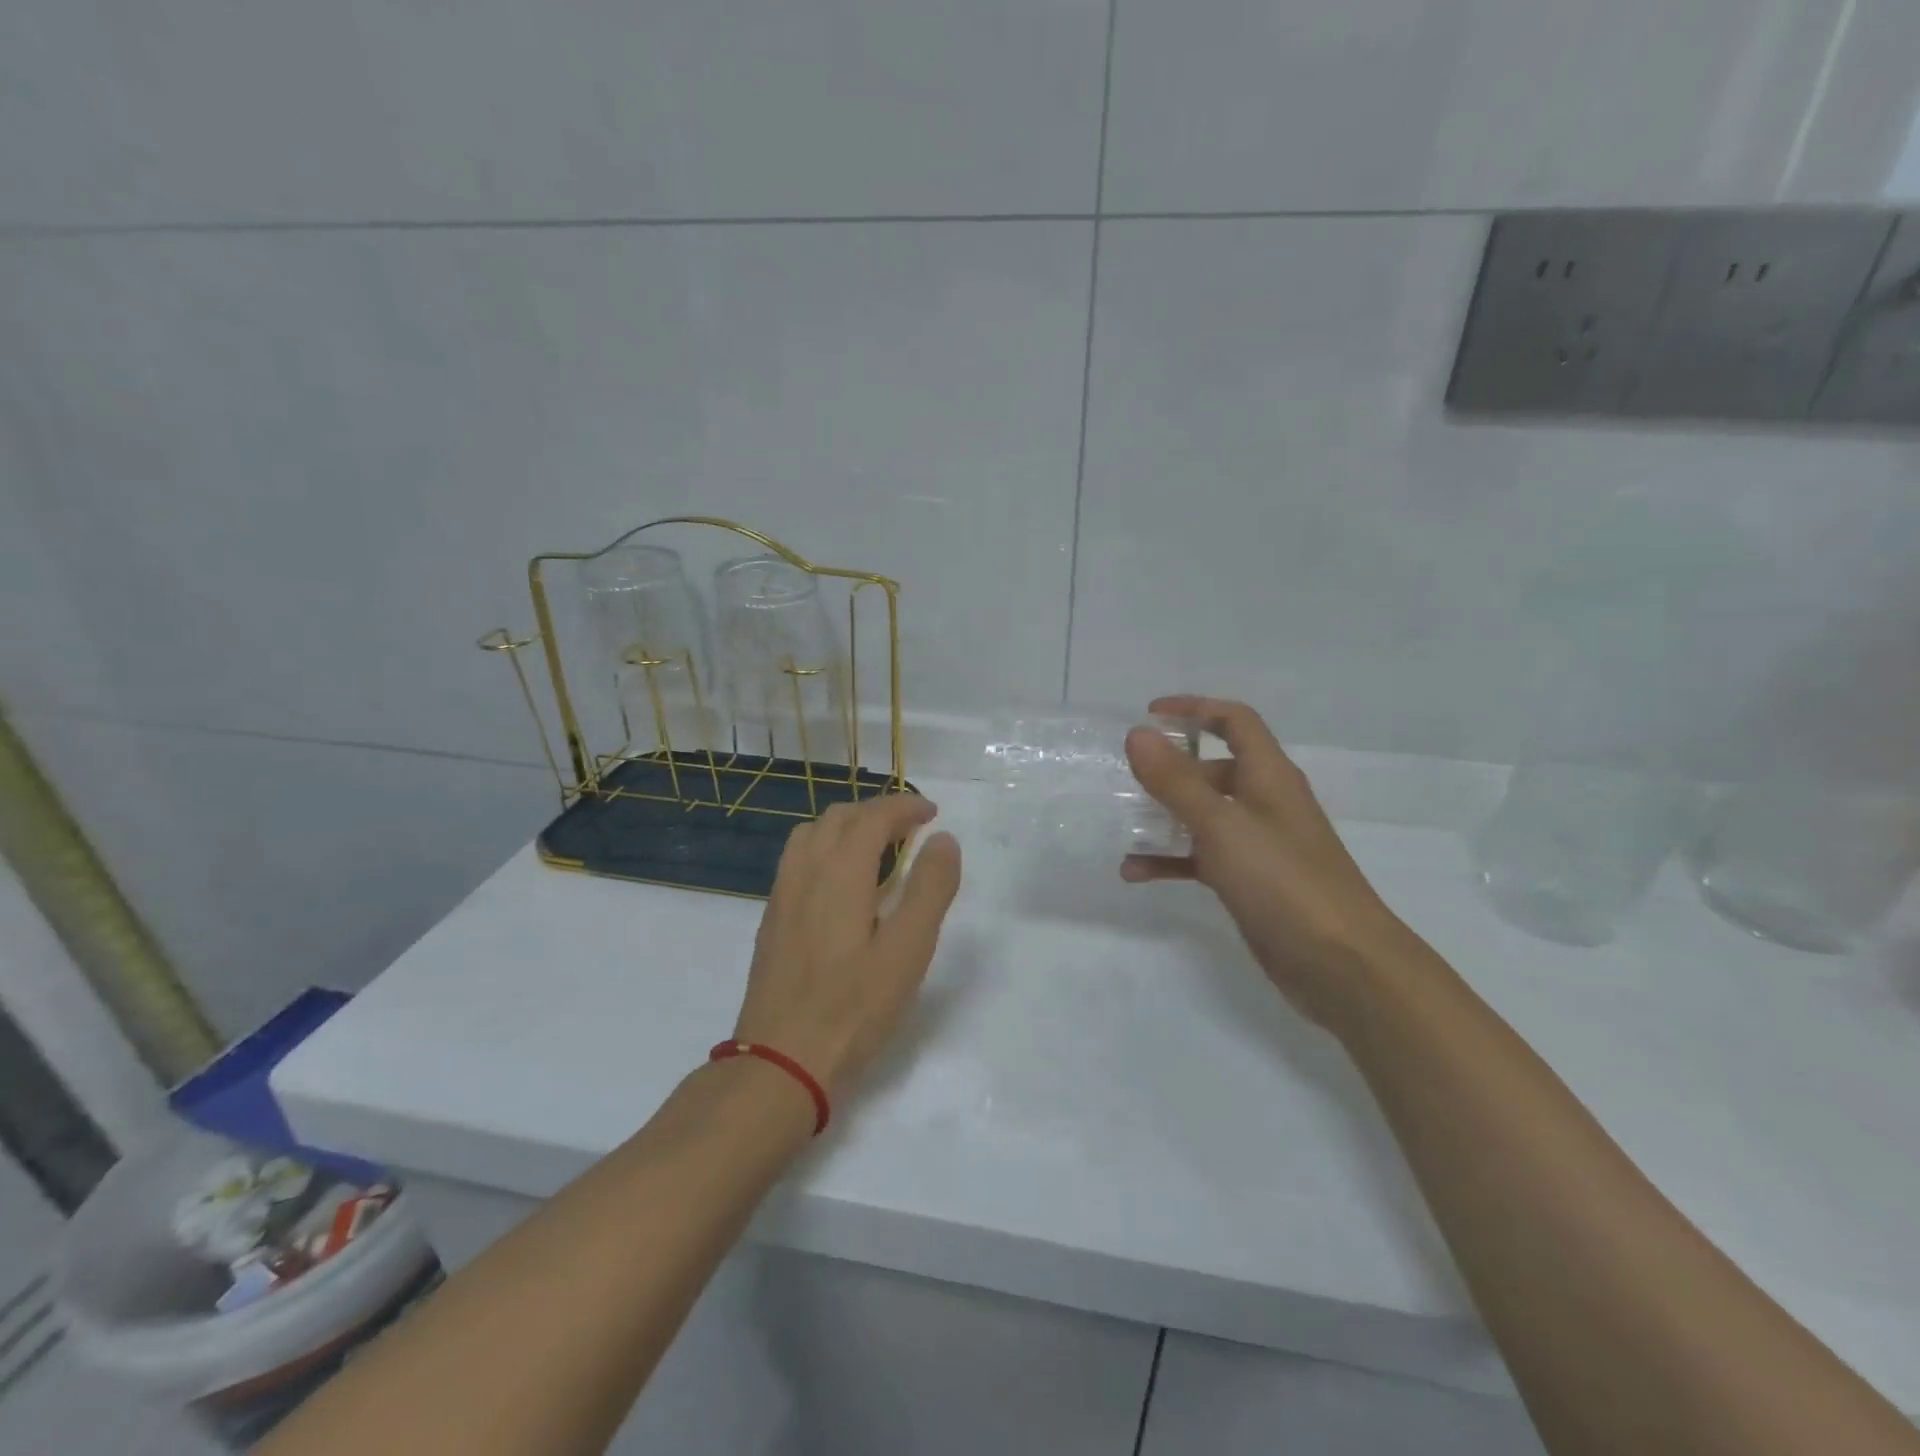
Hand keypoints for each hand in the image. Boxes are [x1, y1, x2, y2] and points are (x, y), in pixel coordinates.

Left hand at [735, 795, 962, 1097]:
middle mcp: (805, 871)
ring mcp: (782, 895)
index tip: (932, 812)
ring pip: (812, 835)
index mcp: (839, 872)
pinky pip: (798, 860)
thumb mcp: (908, 950)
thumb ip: (929, 889)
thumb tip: (943, 840)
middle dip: (878, 812)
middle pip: (839, 817)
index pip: (873, 816)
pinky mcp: (772, 919)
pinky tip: (842, 885)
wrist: (780, 1061)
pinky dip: (826, 849)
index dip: (905, 806)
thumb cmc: (853, 1007)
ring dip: (847, 827)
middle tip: (911, 829)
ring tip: (877, 848)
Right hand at [1123, 696, 1420, 1023]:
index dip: (1195, 708)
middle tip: (1126, 779)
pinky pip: (1201, 858)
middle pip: (1213, 769)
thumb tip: (1138, 734)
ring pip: (1203, 816)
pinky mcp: (1250, 881)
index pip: (1234, 721)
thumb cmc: (1282, 880)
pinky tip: (1135, 873)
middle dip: (1169, 770)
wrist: (1340, 963)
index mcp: (1268, 775)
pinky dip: (1171, 860)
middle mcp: (1265, 802)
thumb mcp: (1221, 824)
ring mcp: (1258, 844)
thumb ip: (1176, 780)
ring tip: (1122, 827)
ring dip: (1163, 818)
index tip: (1150, 716)